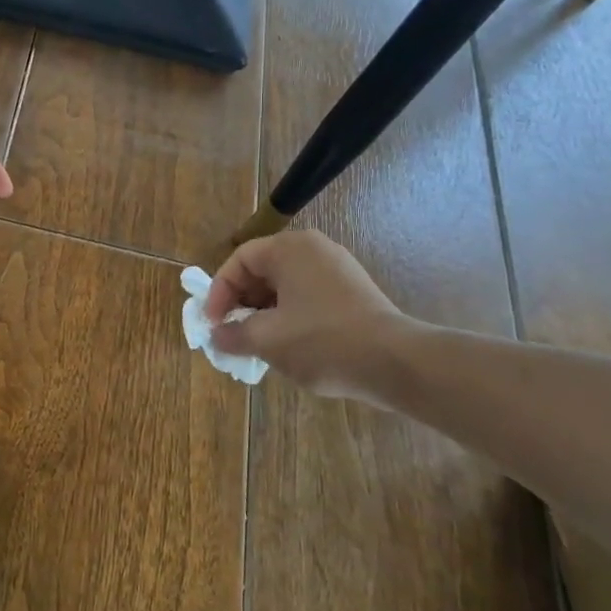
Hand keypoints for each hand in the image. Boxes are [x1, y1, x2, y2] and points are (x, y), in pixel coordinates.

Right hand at [206, 229, 418, 398]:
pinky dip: (289, 315)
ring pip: (285, 286)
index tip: (214, 324)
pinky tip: (288, 345)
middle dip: (242, 304)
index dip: (219, 292)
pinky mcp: (352, 291)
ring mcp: (337, 268)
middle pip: (262, 270)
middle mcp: (313, 249)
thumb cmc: (323, 341)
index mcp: (289, 248)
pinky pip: (307, 296)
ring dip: (264, 312)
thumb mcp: (268, 340)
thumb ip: (233, 334)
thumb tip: (216, 336)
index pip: (240, 261)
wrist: (396, 363)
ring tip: (257, 344)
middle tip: (232, 334)